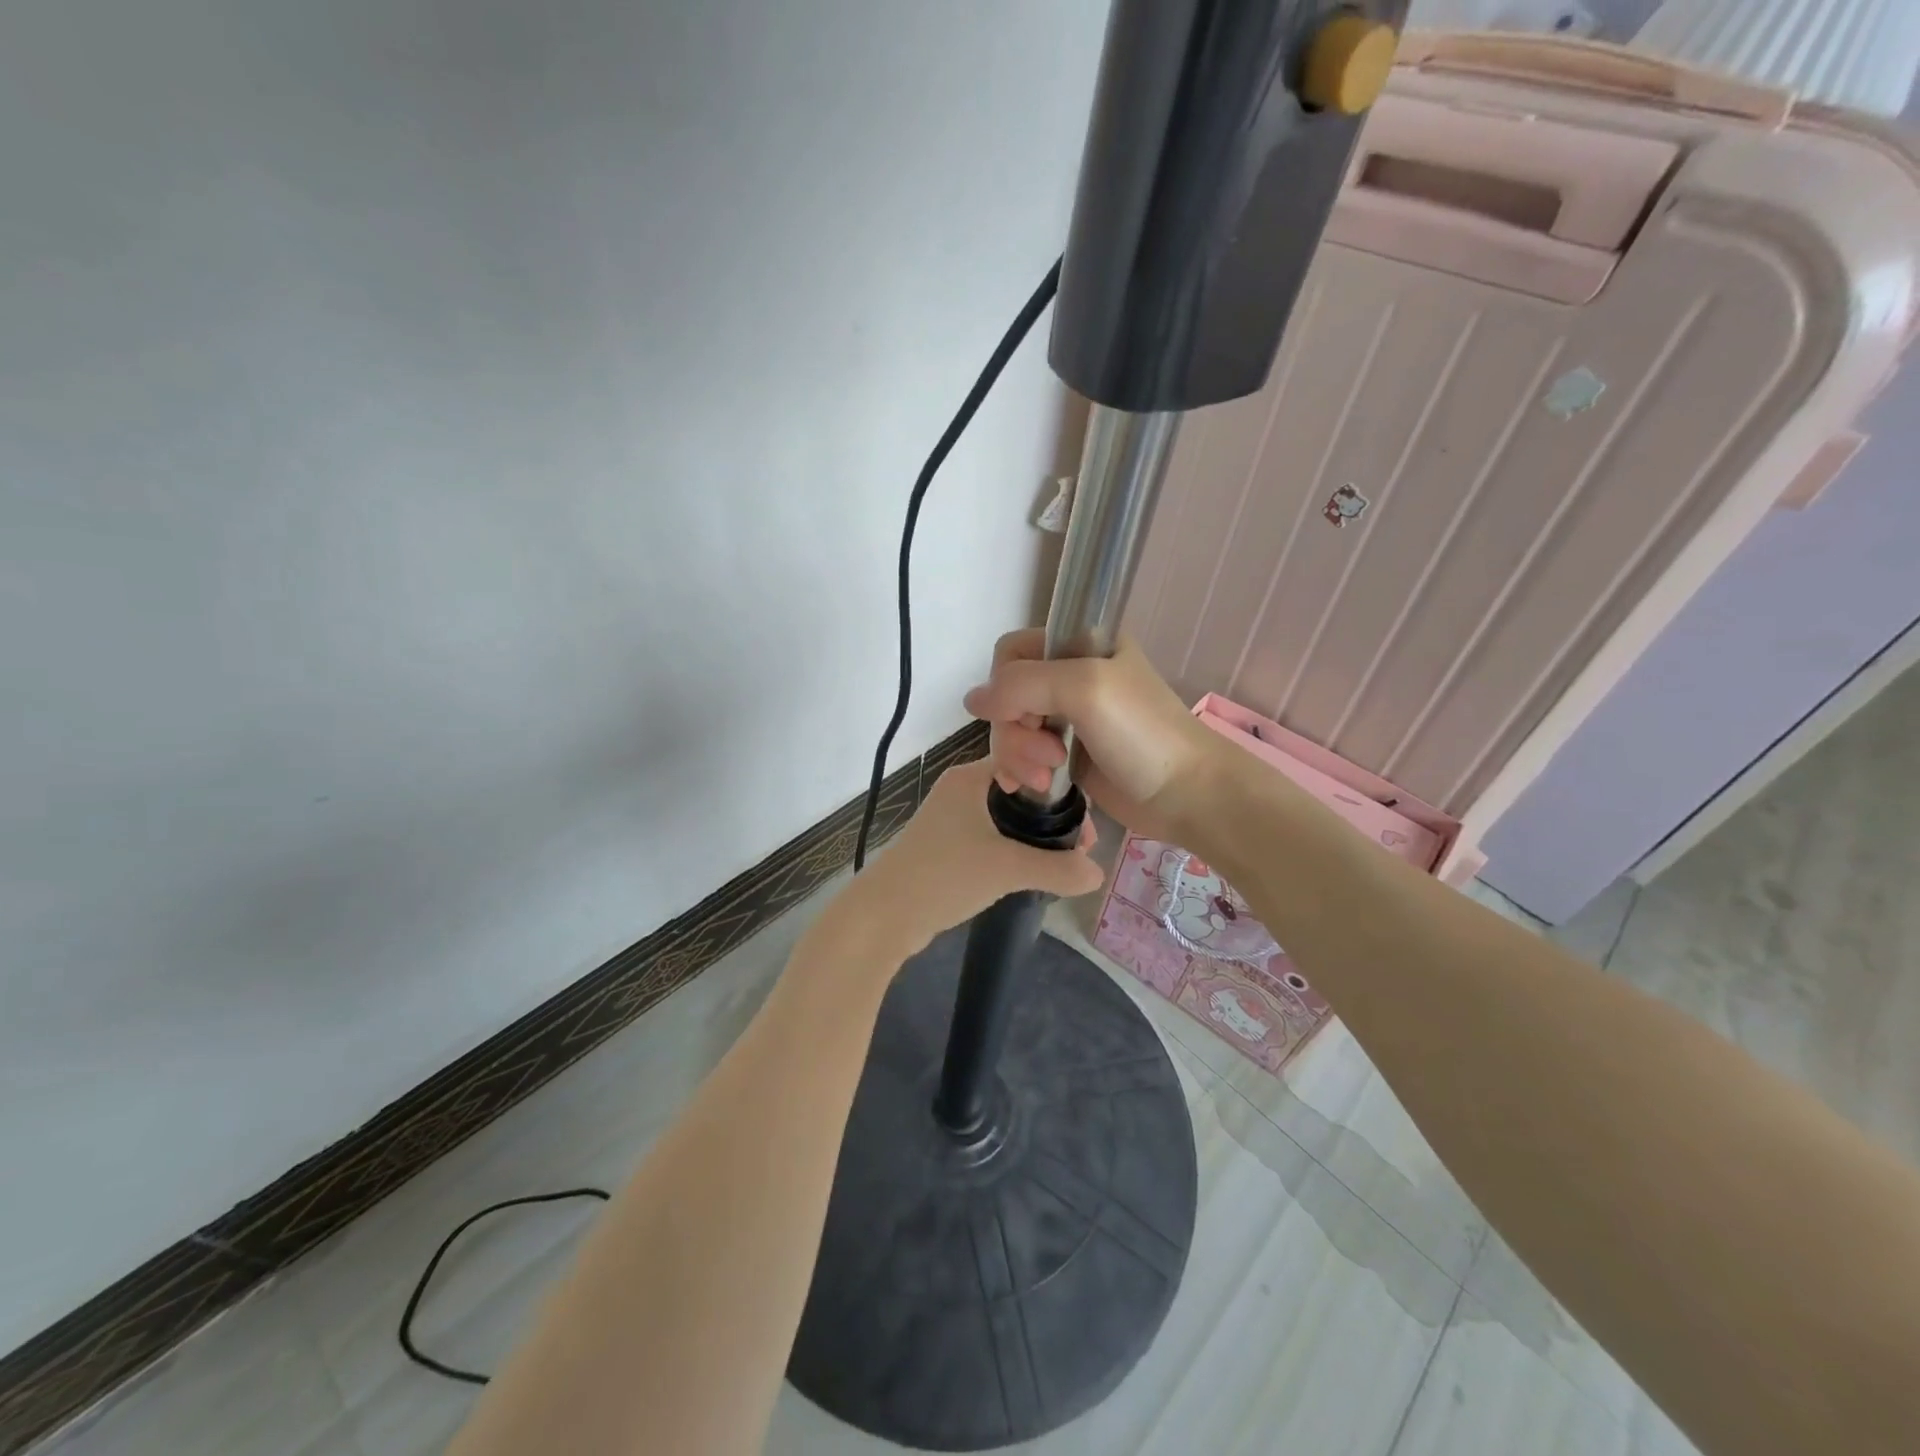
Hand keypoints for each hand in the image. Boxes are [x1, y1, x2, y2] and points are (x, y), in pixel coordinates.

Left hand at [852, 757, 1103, 954]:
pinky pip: (991, 838)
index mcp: (970, 777)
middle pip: (1019, 792)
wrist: (883, 916)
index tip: (1085, 824)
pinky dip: (1013, 850)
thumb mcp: (1007, 869)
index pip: (1027, 764)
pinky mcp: (945, 847)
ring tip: (1065, 862)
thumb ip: (1057, 869)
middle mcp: (959, 791)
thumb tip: (1097, 873)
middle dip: (1052, 817)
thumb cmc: (943, 876)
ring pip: (1005, 818)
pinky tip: (1033, 872)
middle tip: (1081, 848)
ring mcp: (950, 819)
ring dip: (1034, 836)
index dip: (1061, 789)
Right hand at [962, 630, 1219, 843]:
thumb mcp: (1084, 689)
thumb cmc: (1142, 733)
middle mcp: (1069, 676)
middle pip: (1006, 695)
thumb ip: (1022, 684)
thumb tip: (971, 701)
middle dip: (1015, 729)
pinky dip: (1018, 769)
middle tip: (1048, 755)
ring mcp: (1067, 718)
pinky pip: (1022, 754)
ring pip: (1011, 728)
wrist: (1187, 794)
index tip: (1024, 713)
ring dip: (1018, 754)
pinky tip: (1027, 786)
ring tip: (1045, 776)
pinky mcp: (1066, 755)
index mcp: (1080, 644)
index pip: (1012, 651)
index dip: (1006, 682)